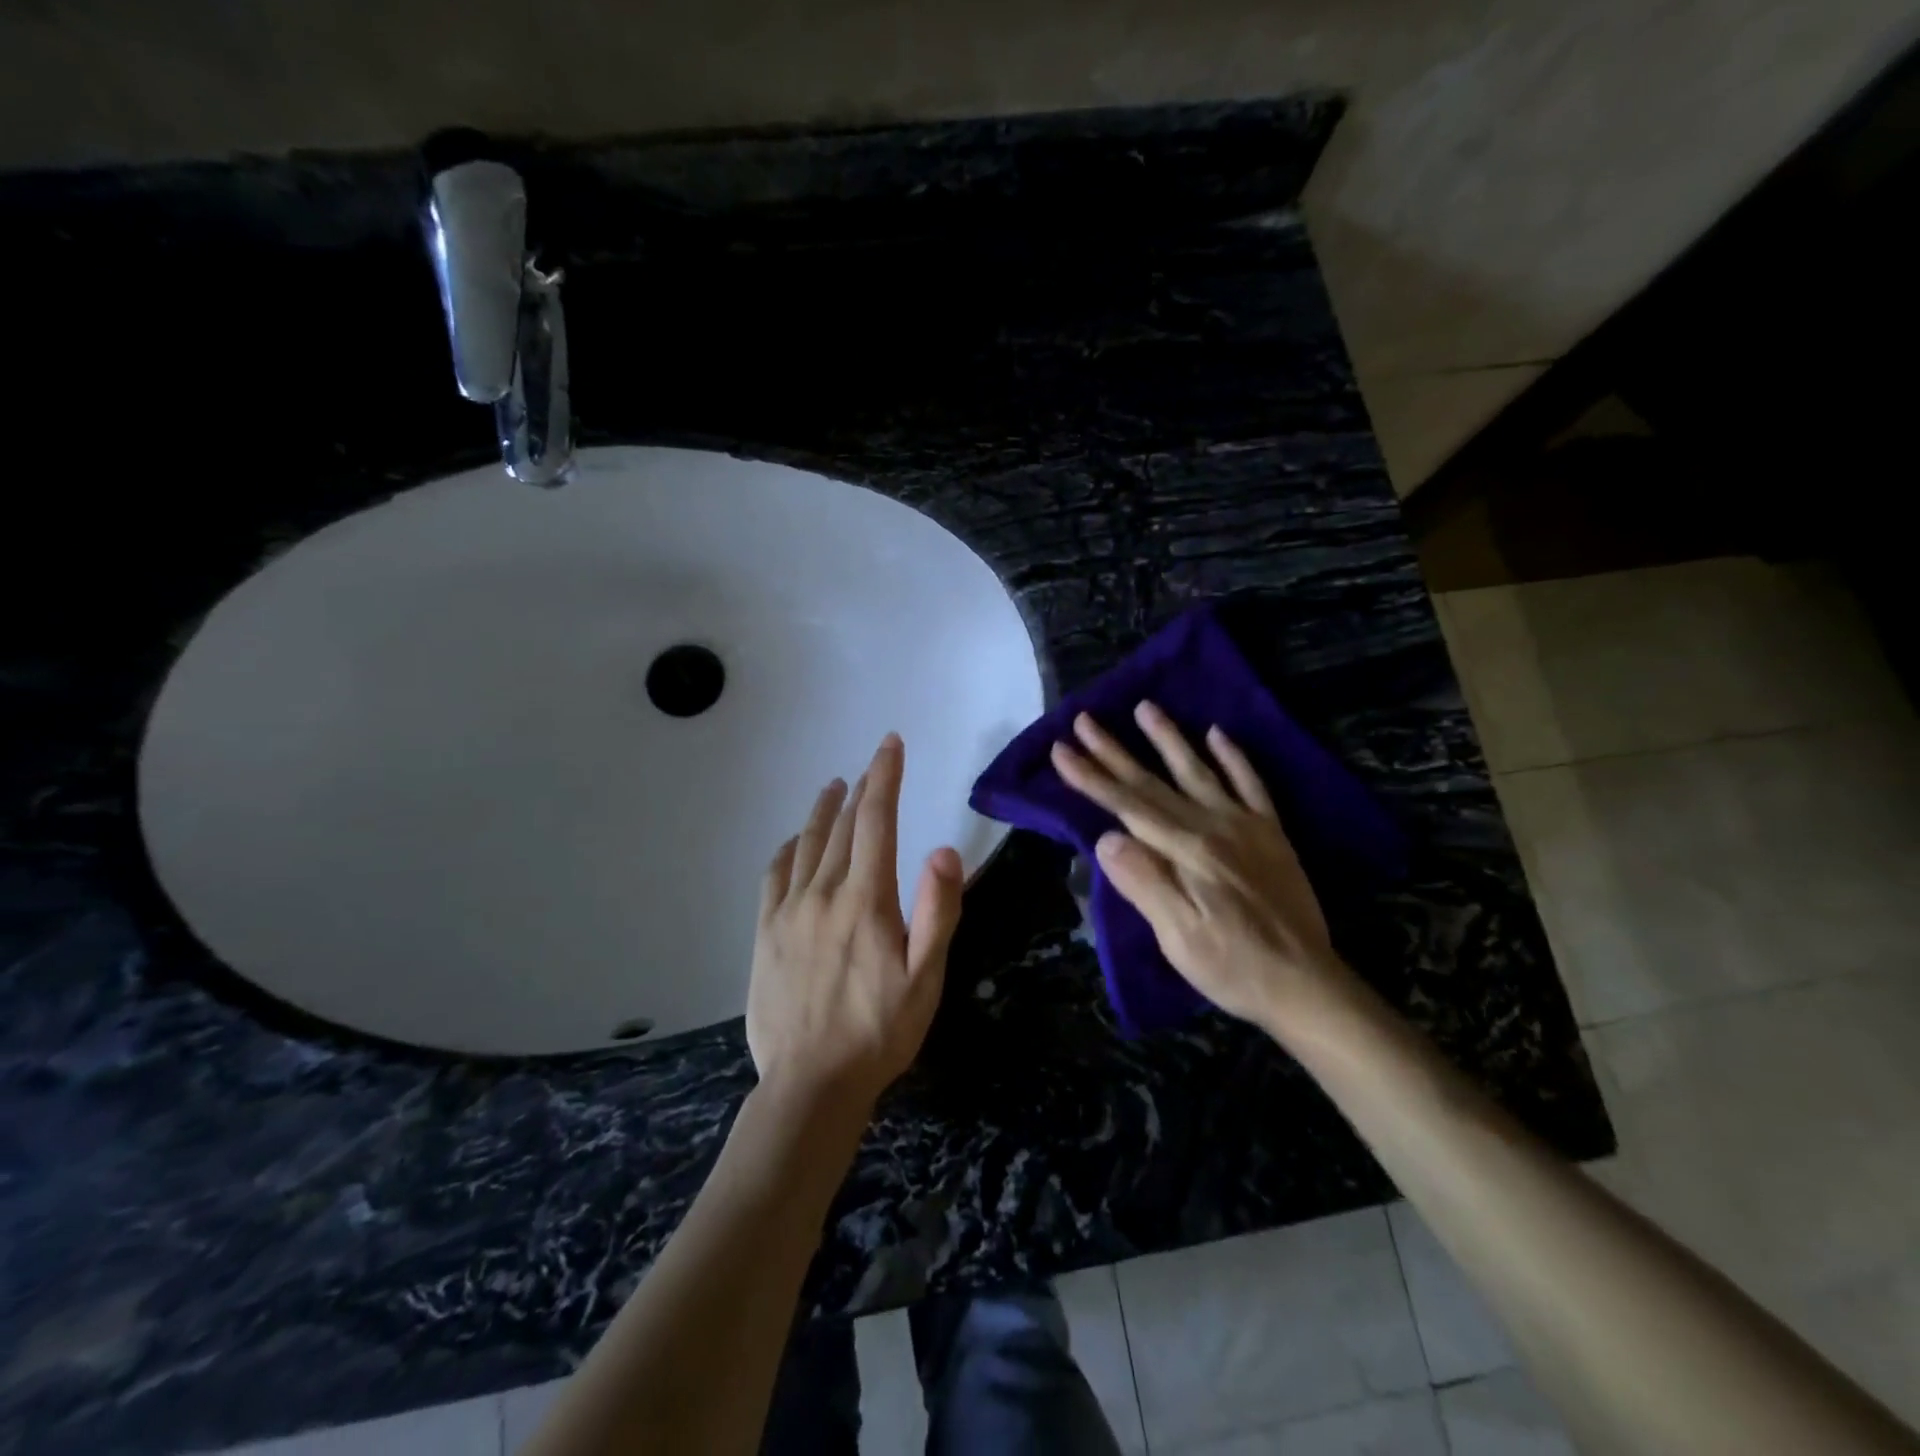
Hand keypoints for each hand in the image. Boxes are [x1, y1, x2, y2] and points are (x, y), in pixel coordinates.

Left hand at [748, 733, 964, 1114]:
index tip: (890, 745)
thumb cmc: (880, 1031)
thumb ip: (938, 912)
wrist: (811, 1083)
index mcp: (866, 900)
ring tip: (833, 787)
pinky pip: (774, 875)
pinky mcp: (765, 932)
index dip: (885, 777)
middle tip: (873, 765)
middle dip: (862, 789)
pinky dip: (788, 848)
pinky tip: (795, 842)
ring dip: (823, 810)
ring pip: (807, 844)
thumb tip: (942, 848)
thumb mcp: (926, 978)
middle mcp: (823, 893)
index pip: (876, 821)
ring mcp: (788, 911)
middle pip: (843, 827)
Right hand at [1050, 701, 1358, 1038]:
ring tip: (1146, 706)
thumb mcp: (1178, 937)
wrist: (1306, 983)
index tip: (1061, 749)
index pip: (1126, 806)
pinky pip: (1251, 784)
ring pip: (1199, 770)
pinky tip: (1217, 733)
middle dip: (1114, 751)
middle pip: (1154, 782)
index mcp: (1186, 851)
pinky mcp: (1270, 833)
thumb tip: (1105, 838)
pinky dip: (1233, 757)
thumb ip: (1144, 883)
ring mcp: (1245, 825)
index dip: (1091, 777)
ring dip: (1169, 738)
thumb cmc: (1232, 966)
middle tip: (1085, 719)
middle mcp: (1213, 826)